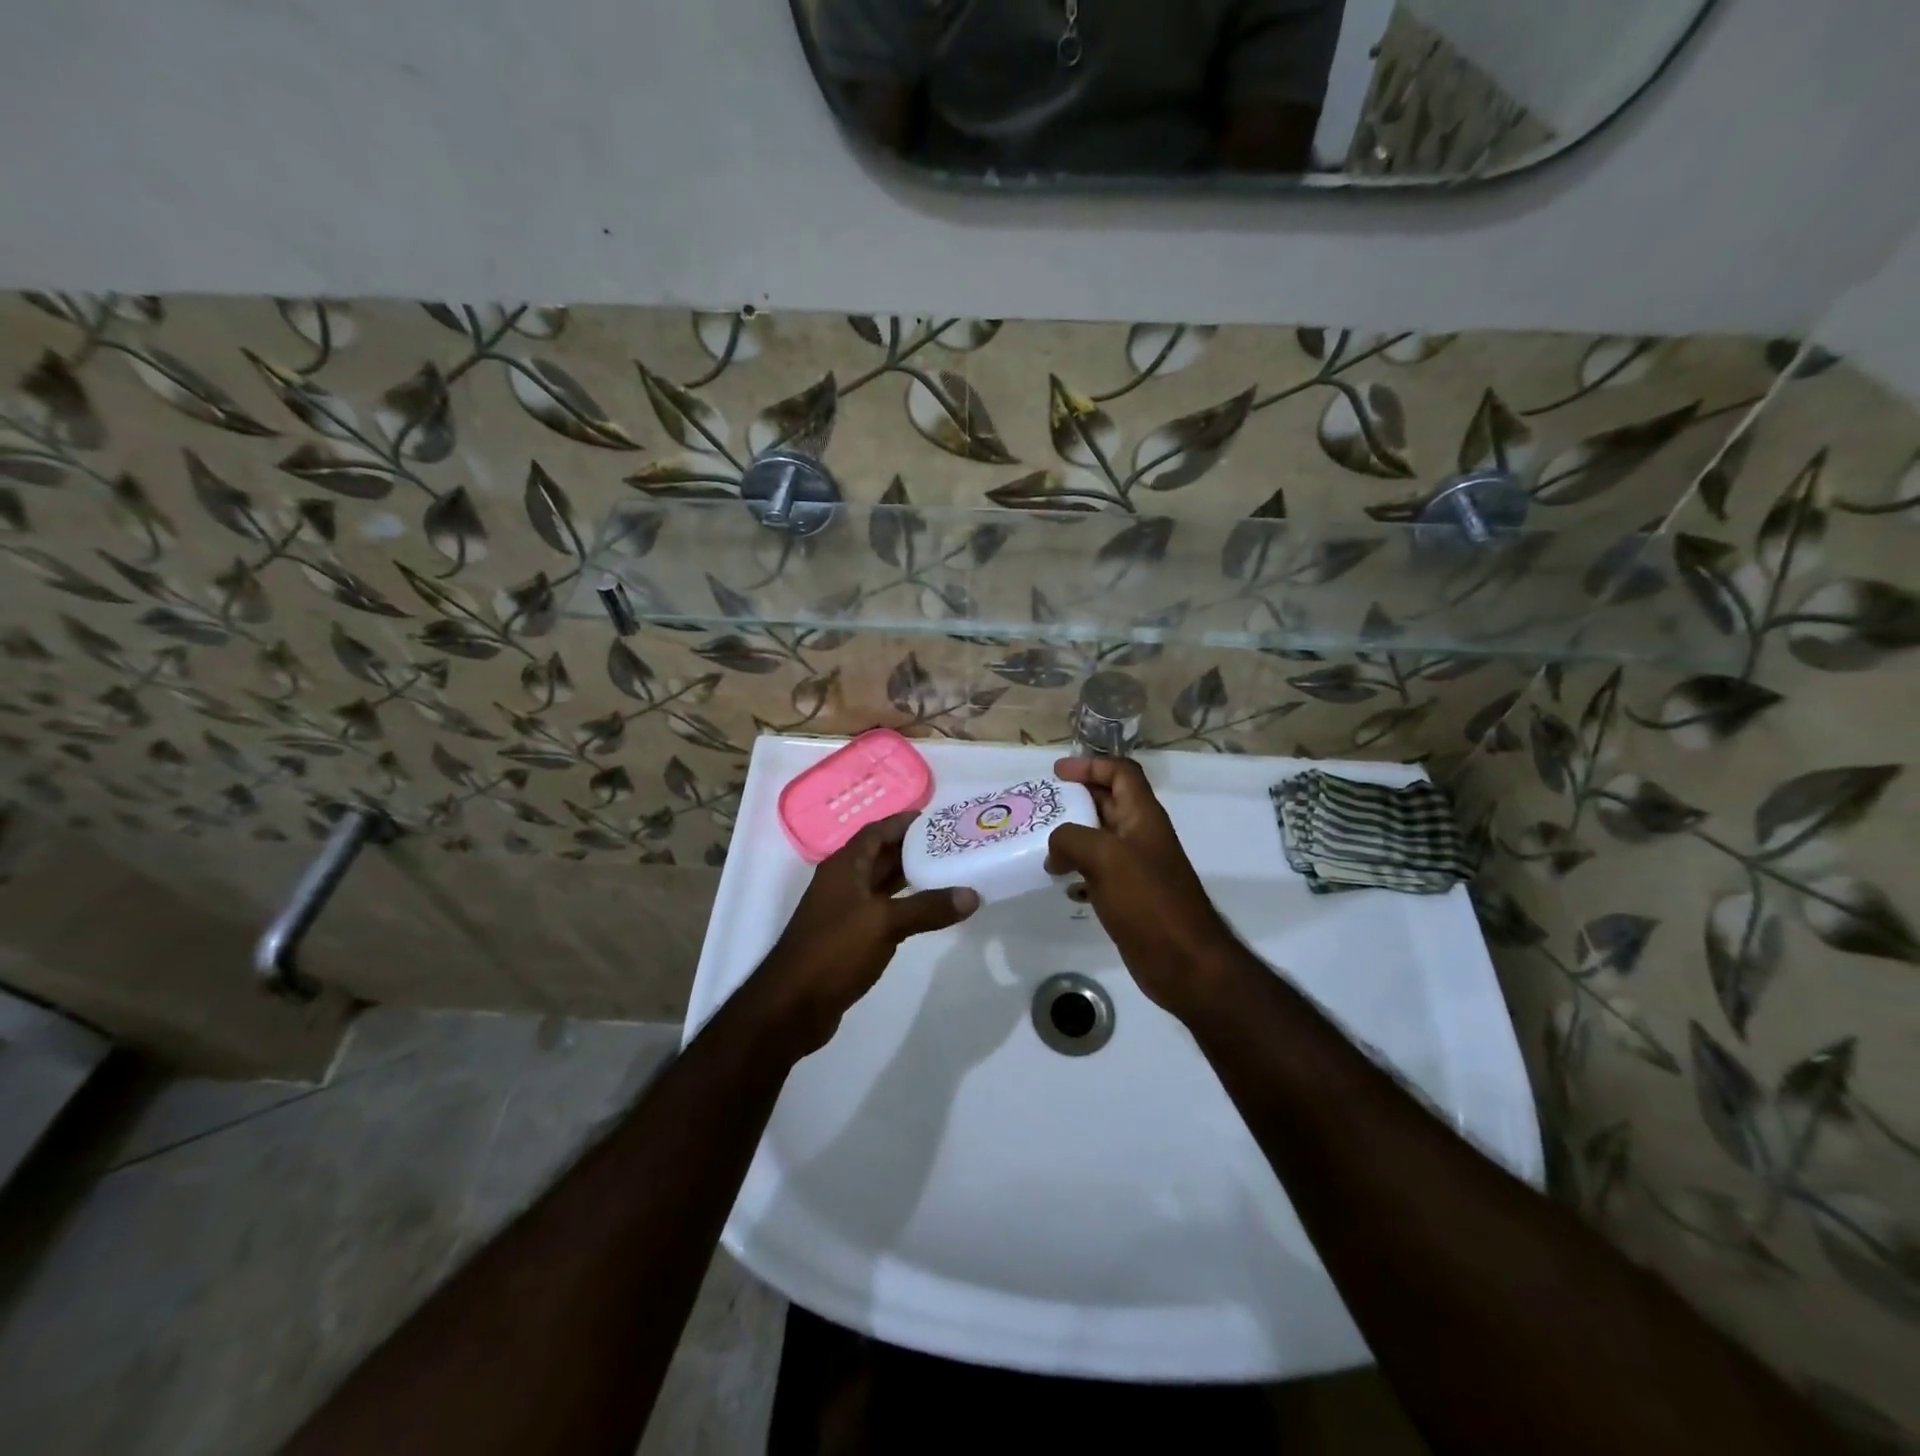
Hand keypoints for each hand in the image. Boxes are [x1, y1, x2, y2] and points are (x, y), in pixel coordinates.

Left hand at [751, 812, 978, 1055]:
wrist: (792, 1006)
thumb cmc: (834, 951)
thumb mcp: (885, 923)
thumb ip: (928, 907)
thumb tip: (971, 895)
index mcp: (845, 867)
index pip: (877, 831)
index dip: (905, 822)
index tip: (939, 819)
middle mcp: (843, 882)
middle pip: (881, 855)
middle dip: (914, 848)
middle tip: (953, 845)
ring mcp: (844, 911)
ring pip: (882, 885)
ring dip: (911, 877)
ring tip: (949, 872)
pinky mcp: (849, 938)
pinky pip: (882, 911)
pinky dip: (905, 906)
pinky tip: (928, 911)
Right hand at [1046, 757, 1237, 1017]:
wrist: (1184, 962)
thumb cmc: (1148, 901)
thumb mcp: (1105, 857)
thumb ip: (1071, 839)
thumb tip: (1053, 849)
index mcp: (1143, 816)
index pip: (1121, 773)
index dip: (1091, 765)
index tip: (1057, 773)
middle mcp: (1141, 836)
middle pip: (1108, 802)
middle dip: (1075, 798)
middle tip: (1040, 806)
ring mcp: (1136, 867)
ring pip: (1099, 837)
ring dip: (1071, 835)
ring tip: (1039, 842)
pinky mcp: (1128, 896)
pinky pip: (1097, 870)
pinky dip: (1075, 867)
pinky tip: (1057, 880)